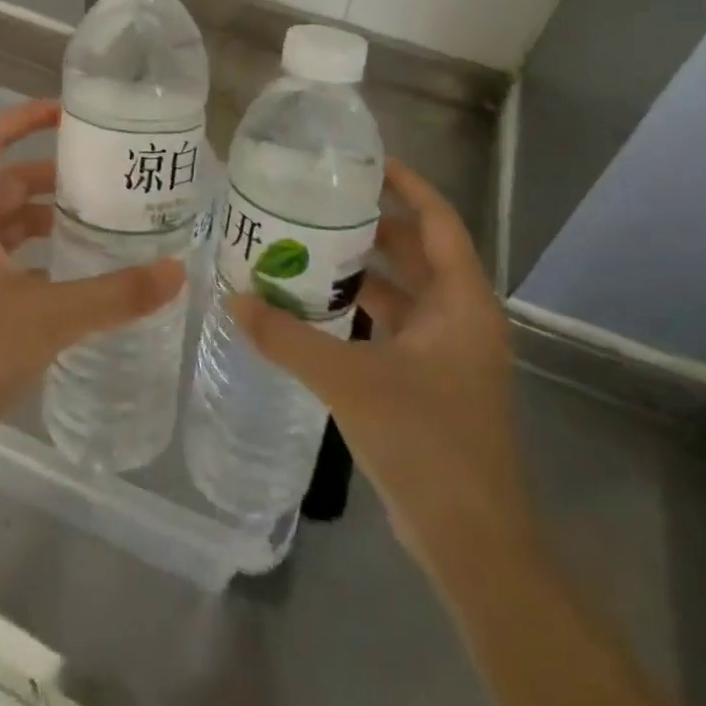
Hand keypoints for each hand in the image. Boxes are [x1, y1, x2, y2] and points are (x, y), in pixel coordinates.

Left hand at [0, 99, 185, 459]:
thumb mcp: (50, 316)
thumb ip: (116, 294)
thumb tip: (177, 271)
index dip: (24, 118)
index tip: (68, 112)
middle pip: (6, 180)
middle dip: (51, 172)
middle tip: (103, 175)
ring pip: (8, 220)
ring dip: (47, 213)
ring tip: (98, 218)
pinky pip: (9, 255)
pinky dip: (40, 250)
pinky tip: (76, 269)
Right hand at [228, 158, 534, 569]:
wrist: (472, 544)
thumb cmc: (426, 443)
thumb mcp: (350, 381)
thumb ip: (289, 338)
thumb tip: (233, 299)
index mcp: (462, 303)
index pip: (437, 220)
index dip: (405, 184)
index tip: (363, 161)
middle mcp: (461, 317)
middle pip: (416, 250)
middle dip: (371, 223)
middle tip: (317, 200)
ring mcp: (448, 351)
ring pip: (402, 289)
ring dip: (361, 267)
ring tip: (306, 243)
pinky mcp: (430, 379)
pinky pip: (393, 323)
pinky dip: (360, 307)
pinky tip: (315, 304)